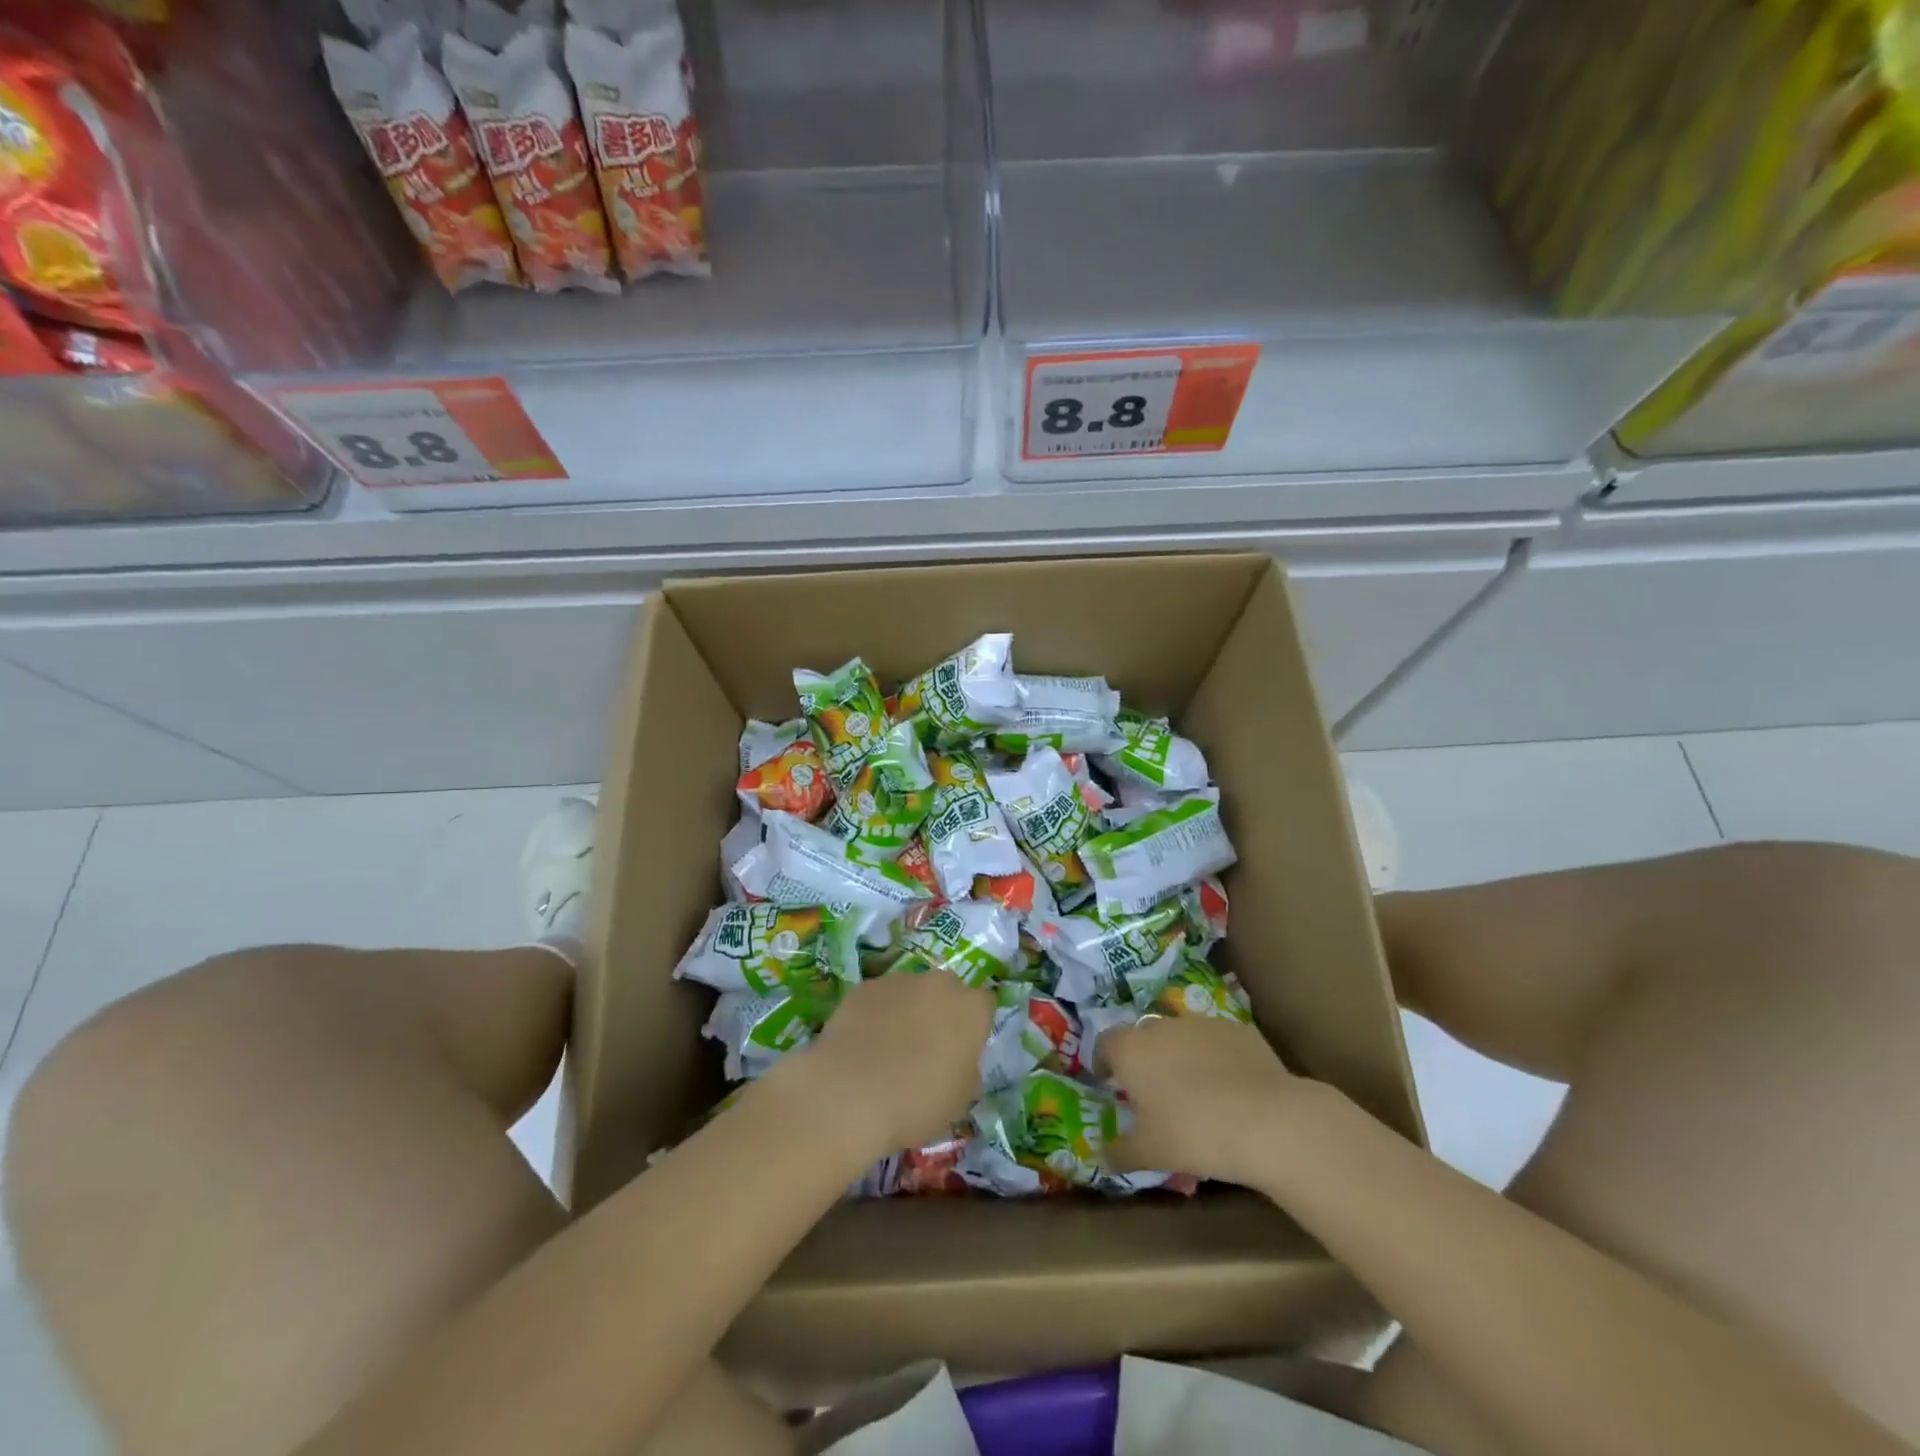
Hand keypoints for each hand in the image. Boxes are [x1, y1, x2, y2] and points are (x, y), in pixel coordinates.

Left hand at [797, 970, 994, 1156]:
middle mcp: (939, 983)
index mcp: (971, 1008)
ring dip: (908, 1011)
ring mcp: (899, 981)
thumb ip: (967, 1072)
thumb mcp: (959, 1100)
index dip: (975, 1027)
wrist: (849, 1094)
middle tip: (928, 1048)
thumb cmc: (916, 1102)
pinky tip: (864, 1044)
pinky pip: (879, 998)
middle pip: (947, 991)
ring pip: (911, 991)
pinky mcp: (864, 987)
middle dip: (942, 1012)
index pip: (985, 1005)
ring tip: (890, 1048)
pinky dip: (876, 1014)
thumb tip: (960, 1064)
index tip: (963, 1050)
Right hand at [1101, 1015, 1308, 1186]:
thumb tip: (1104, 1155)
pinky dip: (1215, 1058)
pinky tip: (1230, 1089)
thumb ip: (1120, 1152)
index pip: (1105, 1044)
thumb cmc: (1192, 1134)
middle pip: (1143, 1036)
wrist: (1266, 1120)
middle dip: (1145, 1059)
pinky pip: (1215, 1042)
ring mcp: (1201, 1023)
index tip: (1109, 1082)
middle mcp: (1161, 1026)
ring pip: (1181, 1036)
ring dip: (1180, 1056)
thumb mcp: (1149, 1153)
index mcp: (1130, 1049)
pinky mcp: (1236, 1029)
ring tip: (1195, 1091)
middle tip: (1154, 1092)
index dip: (1104, 1062)